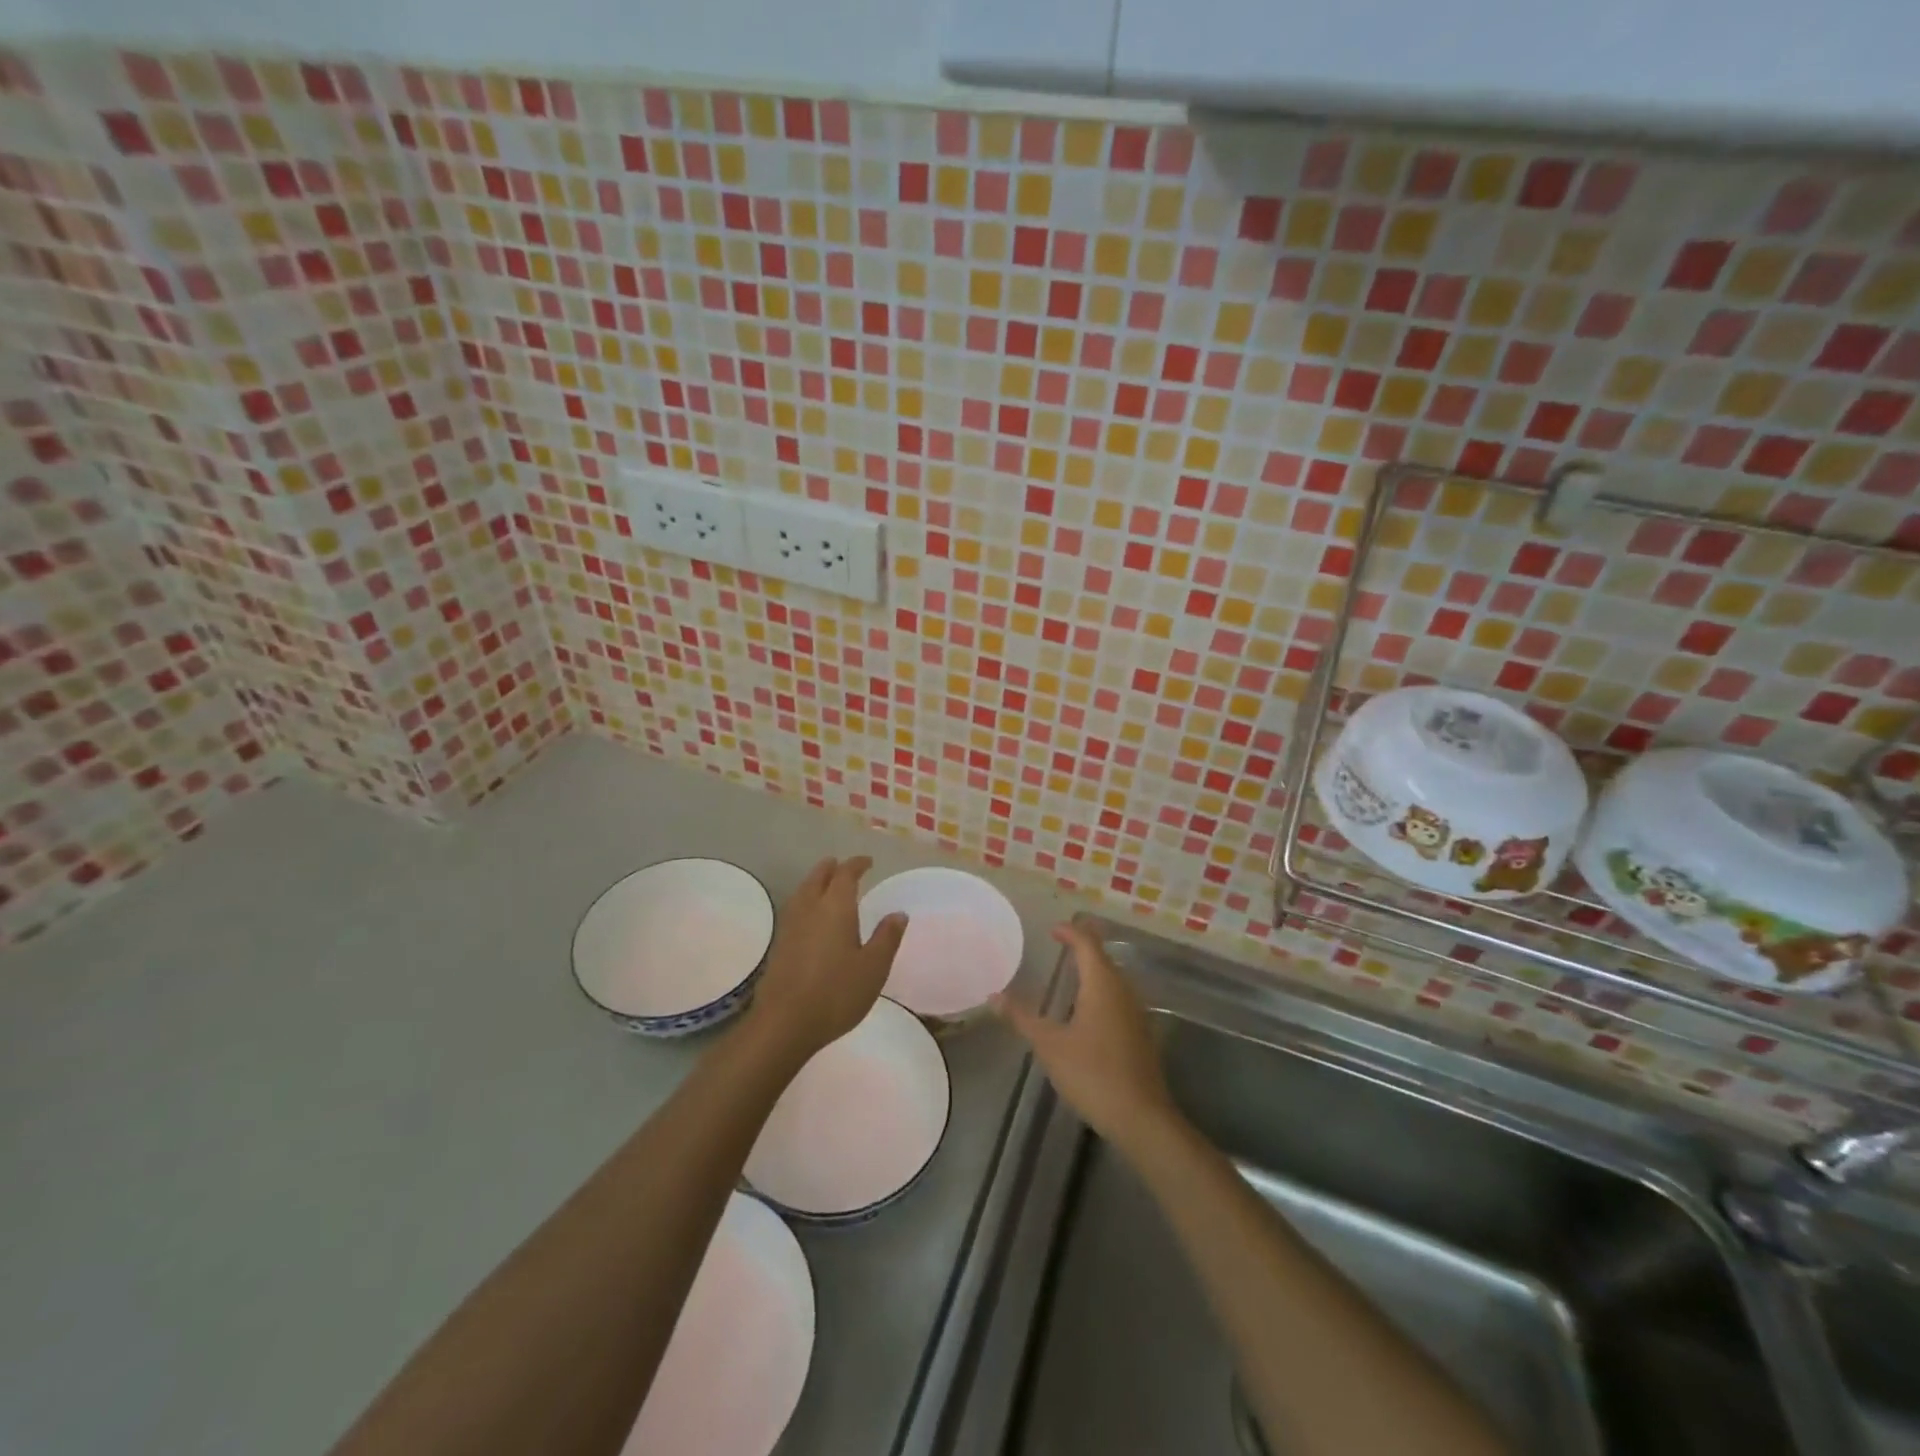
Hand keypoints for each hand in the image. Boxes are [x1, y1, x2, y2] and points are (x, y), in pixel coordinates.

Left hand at [747, 856, 907, 1064]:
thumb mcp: (873, 967)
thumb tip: (898, 914)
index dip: (857, 864)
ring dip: (815, 882)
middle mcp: (810, 909)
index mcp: (835, 907)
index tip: (868, 862)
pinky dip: (805, 901)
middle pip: (818, 877)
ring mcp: (790, 926)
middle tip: (842, 866)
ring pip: (802, 892)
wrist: (784, 1023)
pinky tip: (810, 917)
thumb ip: (886, 937)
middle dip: (831, 868)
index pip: (845, 874)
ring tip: (825, 884)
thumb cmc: (836, 993)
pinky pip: (794, 909)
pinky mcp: (779, 945)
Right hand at [992, 922, 1180, 1154]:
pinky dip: (1101, 991)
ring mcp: (1136, 1012)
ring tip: (1071, 973)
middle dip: (1083, 947)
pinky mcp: (1141, 1033)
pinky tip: (1087, 1010)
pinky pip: (1118, 998)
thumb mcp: (1049, 1045)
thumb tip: (994, 996)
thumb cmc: (1092, 1073)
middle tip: (1060, 945)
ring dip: (1094, 970)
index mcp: (1102, 984)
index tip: (1052, 930)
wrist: (1141, 1117)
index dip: (1070, 932)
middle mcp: (1123, 990)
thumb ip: (1022, 1017)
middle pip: (1103, 957)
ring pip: (1114, 979)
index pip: (1087, 944)